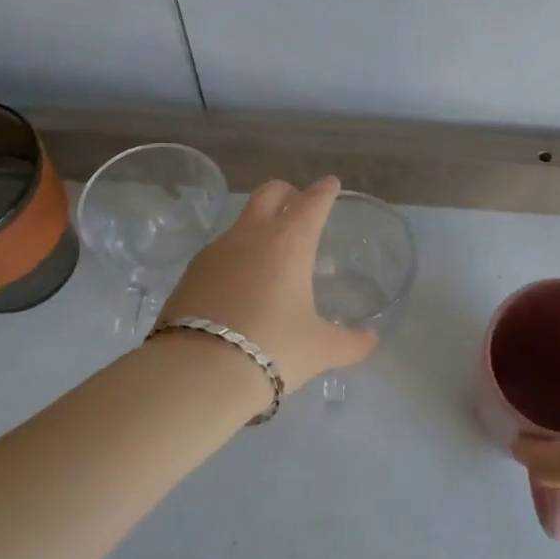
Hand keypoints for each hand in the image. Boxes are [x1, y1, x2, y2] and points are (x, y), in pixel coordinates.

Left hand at [158, 177, 376, 391]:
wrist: (194, 373)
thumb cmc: (271, 349)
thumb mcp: (320, 350)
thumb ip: (350, 342)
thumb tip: (370, 338)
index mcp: (290, 241)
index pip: (312, 202)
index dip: (325, 191)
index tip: (331, 185)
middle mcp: (251, 235)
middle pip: (270, 193)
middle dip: (287, 193)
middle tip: (298, 204)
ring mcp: (215, 251)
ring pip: (241, 222)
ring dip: (258, 226)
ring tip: (270, 255)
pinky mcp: (189, 274)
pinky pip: (219, 252)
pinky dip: (235, 257)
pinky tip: (239, 285)